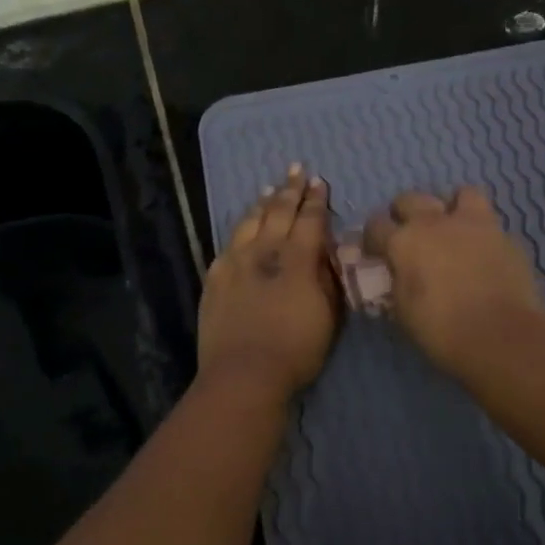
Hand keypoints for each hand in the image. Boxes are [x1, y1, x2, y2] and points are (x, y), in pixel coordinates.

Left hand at [198, 166, 342, 403]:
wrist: (243, 374)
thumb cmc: (296, 350)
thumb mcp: (329, 315)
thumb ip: (329, 278)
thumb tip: (327, 252)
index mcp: (297, 259)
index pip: (309, 220)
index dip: (316, 200)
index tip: (319, 182)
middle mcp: (264, 251)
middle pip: (278, 212)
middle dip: (290, 190)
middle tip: (296, 170)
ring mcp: (235, 262)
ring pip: (250, 222)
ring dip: (263, 203)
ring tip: (270, 189)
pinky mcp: (215, 277)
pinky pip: (229, 243)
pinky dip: (239, 228)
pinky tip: (242, 226)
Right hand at [364, 186, 544, 378]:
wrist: (502, 336)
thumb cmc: (442, 330)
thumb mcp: (403, 311)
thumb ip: (397, 283)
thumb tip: (398, 274)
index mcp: (404, 241)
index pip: (375, 225)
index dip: (373, 239)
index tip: (377, 253)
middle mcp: (435, 222)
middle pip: (409, 199)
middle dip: (404, 214)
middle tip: (410, 236)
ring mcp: (473, 224)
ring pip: (458, 194)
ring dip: (450, 208)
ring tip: (451, 230)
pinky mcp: (505, 235)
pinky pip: (489, 221)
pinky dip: (481, 231)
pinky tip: (482, 252)